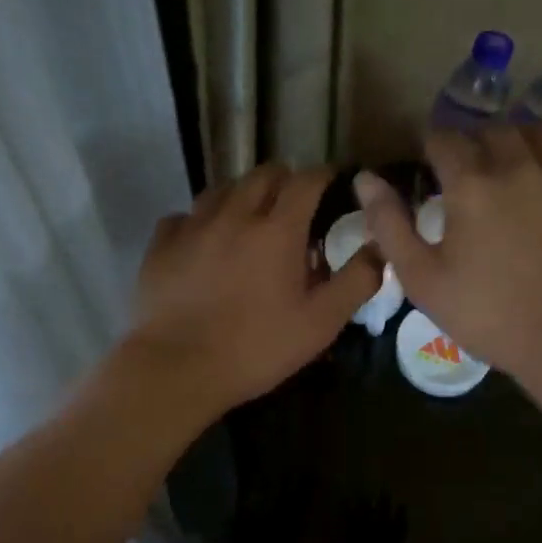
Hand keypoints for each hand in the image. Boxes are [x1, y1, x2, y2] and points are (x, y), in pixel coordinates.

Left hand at [125, 163, 380, 414]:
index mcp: (278, 230)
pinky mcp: (161, 245)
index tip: (332, 180)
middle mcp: (235, 215)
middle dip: (284, 179)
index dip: (323, 175)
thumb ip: (356, 281)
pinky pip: (183, 216)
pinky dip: (199, 220)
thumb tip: (380, 248)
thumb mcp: (320, 322)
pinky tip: (203, 240)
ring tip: (250, 214)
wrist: (179, 367)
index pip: (306, 181)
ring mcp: (192, 227)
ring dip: (242, 193)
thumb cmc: (258, 347)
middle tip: (293, 200)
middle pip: (262, 175)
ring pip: (221, 189)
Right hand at [355, 126, 541, 386]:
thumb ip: (389, 224)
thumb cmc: (488, 315)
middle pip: (493, 131)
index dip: (430, 145)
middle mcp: (520, 167)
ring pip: (541, 133)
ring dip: (519, 140)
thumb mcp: (422, 278)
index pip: (444, 139)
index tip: (428, 161)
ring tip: (512, 161)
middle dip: (474, 142)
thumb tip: (365, 179)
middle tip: (468, 169)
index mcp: (472, 185)